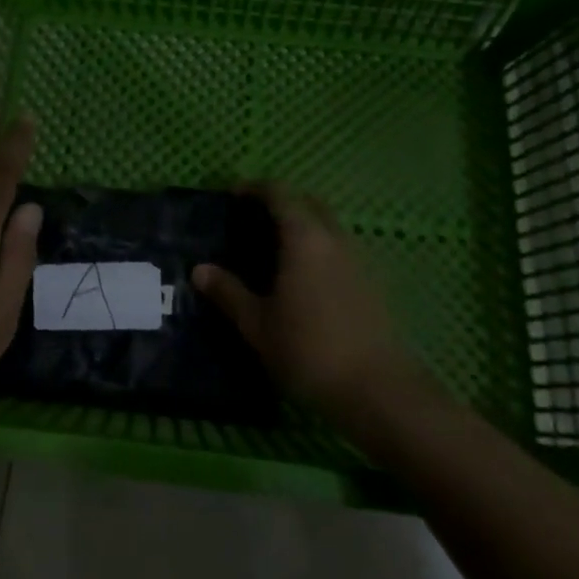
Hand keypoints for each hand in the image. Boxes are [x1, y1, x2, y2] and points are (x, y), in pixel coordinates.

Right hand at [192, 184, 415, 420]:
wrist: (378, 390)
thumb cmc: (309, 350)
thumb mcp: (258, 325)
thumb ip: (228, 292)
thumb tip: (200, 270)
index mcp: (305, 237)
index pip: (280, 193)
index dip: (255, 188)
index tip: (233, 196)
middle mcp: (335, 238)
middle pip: (309, 202)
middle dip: (282, 202)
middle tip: (254, 220)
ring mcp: (359, 258)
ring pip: (329, 225)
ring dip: (304, 224)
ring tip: (276, 250)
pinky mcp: (373, 282)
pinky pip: (341, 248)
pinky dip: (320, 247)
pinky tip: (305, 278)